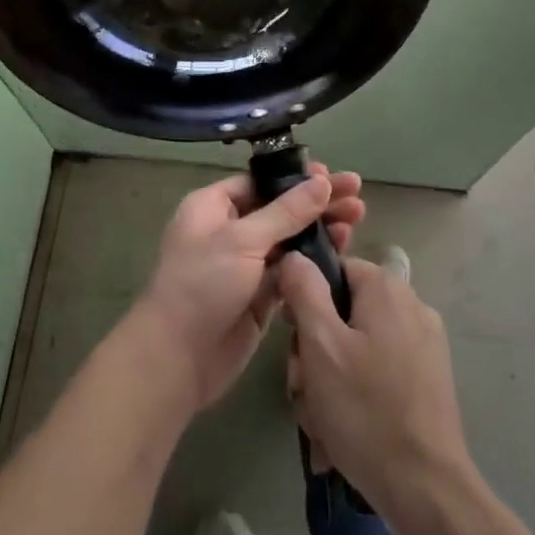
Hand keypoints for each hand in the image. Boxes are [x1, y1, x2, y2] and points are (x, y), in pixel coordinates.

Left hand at [131, 164, 365, 411]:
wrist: (178, 357)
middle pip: (279, 209)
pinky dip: (314, 262)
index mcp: (212, 207)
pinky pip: (291, 271)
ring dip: (320, 230)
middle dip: (316, 203)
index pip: (259, 182)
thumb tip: (320, 182)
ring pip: (289, 240)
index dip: (295, 178)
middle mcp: (228, 231)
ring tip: (357, 222)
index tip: (330, 176)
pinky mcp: (260, 296)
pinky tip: (342, 252)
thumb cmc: (202, 285)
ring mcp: (245, 265)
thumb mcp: (242, 240)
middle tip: (356, 196)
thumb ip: (286, 212)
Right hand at [279, 252, 471, 515]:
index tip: (293, 338)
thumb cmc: (365, 410)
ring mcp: (424, 345)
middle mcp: (411, 307)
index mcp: (387, 289)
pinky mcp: (427, 379)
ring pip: (357, 346)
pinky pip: (377, 372)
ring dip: (329, 379)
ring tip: (321, 419)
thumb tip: (296, 256)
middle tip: (303, 388)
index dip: (305, 299)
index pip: (334, 270)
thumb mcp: (321, 345)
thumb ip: (304, 291)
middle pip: (343, 312)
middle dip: (314, 351)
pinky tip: (341, 432)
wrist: (425, 488)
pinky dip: (355, 394)